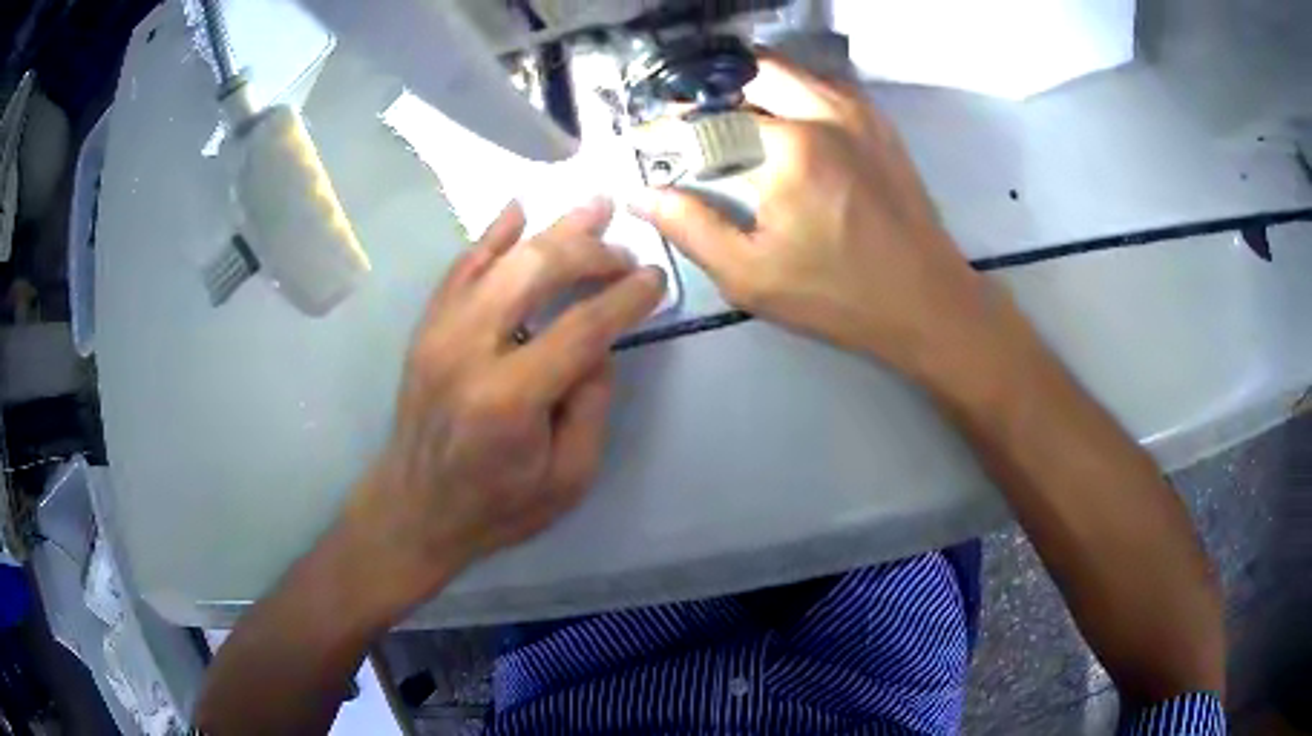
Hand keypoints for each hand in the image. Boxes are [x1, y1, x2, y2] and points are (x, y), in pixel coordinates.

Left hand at [340, 199, 665, 614]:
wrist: (416, 509)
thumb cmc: (497, 506)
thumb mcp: (569, 479)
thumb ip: (591, 405)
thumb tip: (599, 343)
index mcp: (509, 398)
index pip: (581, 328)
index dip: (625, 298)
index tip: (655, 279)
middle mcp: (468, 350)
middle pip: (536, 272)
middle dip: (590, 252)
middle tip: (624, 252)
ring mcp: (439, 332)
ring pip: (499, 258)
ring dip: (550, 228)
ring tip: (592, 205)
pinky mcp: (426, 328)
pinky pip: (460, 267)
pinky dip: (491, 235)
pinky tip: (517, 209)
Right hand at [633, 56, 1012, 381]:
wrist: (927, 301)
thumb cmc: (839, 296)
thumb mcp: (752, 275)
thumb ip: (691, 228)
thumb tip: (644, 194)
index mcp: (792, 147)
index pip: (712, 115)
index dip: (672, 126)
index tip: (650, 141)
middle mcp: (826, 111)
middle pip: (752, 70)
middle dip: (713, 89)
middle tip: (692, 121)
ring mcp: (859, 112)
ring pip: (791, 71)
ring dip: (752, 85)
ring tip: (729, 119)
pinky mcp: (879, 123)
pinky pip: (823, 87)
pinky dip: (791, 92)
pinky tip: (781, 124)